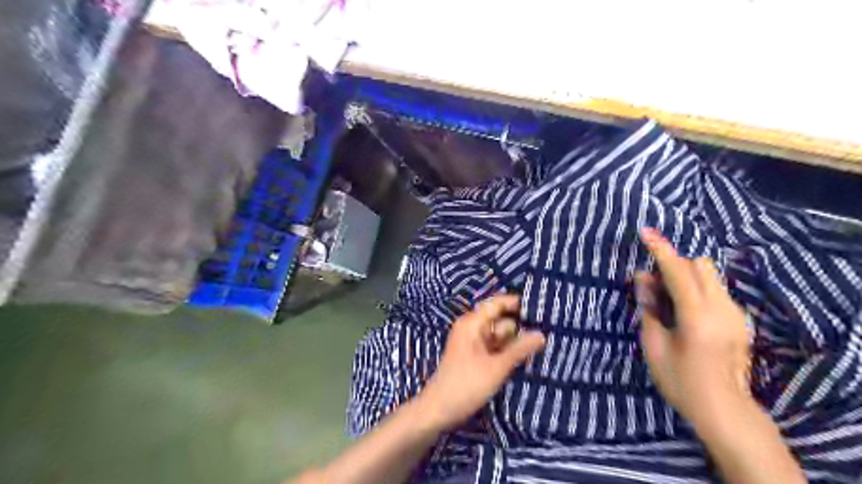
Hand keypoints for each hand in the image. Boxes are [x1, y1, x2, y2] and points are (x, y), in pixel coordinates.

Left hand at [417, 294, 544, 430]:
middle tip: (548, 331)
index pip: (497, 303)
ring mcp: (472, 343)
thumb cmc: (466, 385)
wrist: (438, 410)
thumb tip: (542, 334)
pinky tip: (525, 358)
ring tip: (542, 346)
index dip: (517, 303)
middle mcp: (472, 328)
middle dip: (520, 326)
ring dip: (515, 341)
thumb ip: (519, 349)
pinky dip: (507, 351)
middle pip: (500, 319)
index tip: (541, 308)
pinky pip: (495, 347)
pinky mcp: (474, 357)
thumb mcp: (497, 367)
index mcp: (472, 323)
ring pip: (499, 335)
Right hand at [636, 228, 752, 424]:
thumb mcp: (654, 344)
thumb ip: (649, 306)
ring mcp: (736, 314)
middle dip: (674, 264)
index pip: (679, 271)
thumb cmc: (680, 380)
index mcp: (698, 317)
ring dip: (685, 275)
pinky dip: (696, 288)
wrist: (724, 409)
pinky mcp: (740, 319)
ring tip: (667, 298)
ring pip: (710, 275)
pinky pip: (715, 289)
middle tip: (652, 283)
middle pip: (700, 265)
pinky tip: (684, 311)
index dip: (660, 249)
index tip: (644, 231)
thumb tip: (643, 277)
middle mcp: (723, 309)